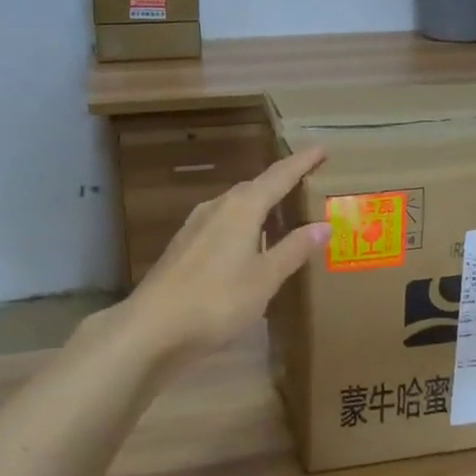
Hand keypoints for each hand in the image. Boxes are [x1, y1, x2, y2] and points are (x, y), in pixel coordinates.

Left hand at [116, 149, 330, 362]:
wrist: (152, 326)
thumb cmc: (217, 300)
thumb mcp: (264, 278)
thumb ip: (293, 249)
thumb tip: (323, 225)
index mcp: (241, 208)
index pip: (278, 176)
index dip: (301, 163)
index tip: (321, 149)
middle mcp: (217, 207)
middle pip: (254, 188)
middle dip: (280, 184)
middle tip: (305, 185)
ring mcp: (195, 226)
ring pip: (235, 206)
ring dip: (259, 207)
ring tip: (281, 216)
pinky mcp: (183, 246)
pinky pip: (221, 223)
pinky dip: (242, 226)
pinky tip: (247, 245)